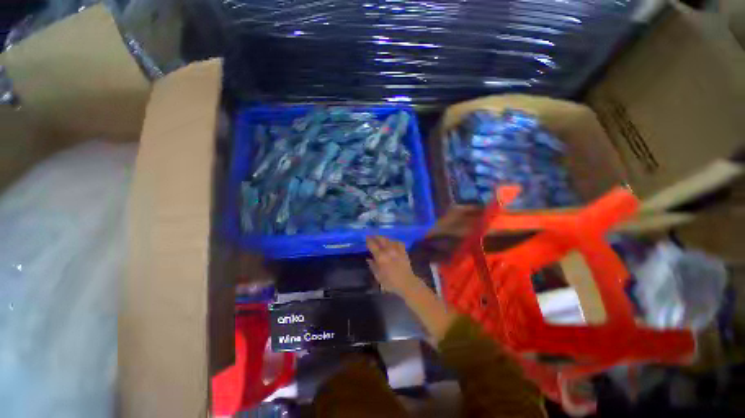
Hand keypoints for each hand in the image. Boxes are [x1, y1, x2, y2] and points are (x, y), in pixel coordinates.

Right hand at [366, 236, 419, 295]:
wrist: (407, 283)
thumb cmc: (390, 282)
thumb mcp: (378, 276)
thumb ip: (373, 266)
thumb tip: (369, 258)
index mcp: (380, 257)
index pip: (372, 245)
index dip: (368, 240)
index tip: (366, 238)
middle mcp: (388, 250)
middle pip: (381, 239)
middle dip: (376, 236)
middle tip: (372, 236)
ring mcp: (397, 250)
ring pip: (389, 239)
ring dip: (384, 238)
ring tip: (381, 239)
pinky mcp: (403, 251)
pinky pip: (398, 242)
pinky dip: (394, 241)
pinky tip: (393, 242)